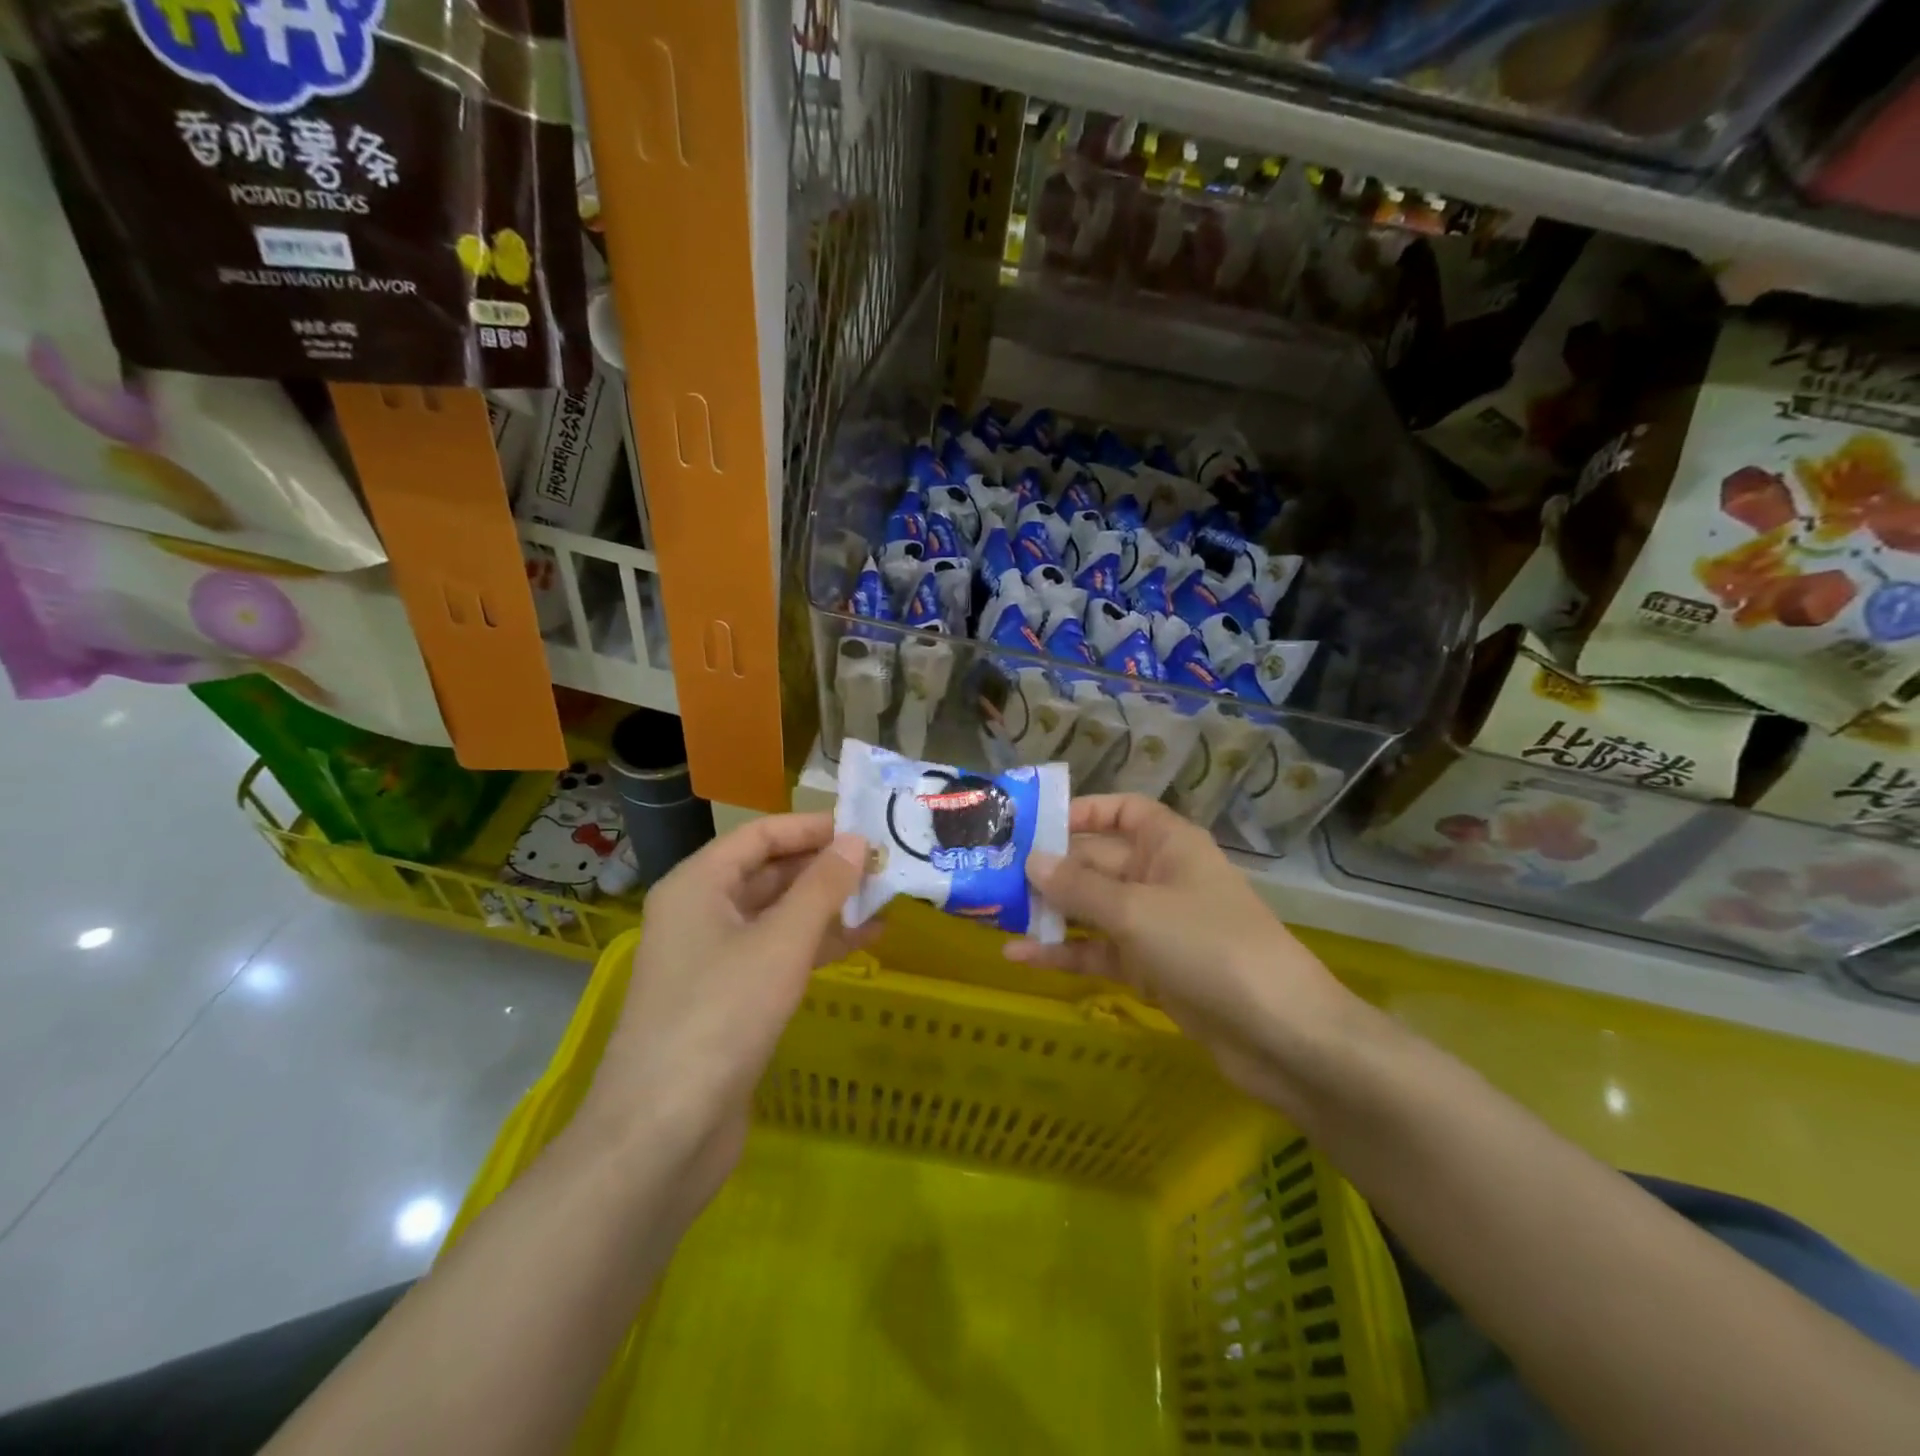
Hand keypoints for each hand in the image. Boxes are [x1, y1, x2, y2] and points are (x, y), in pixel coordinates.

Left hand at [572, 813, 870, 1201]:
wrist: (663, 1133)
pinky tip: (862, 943)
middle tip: (882, 863)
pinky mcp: (727, 999)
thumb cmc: (721, 1016)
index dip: (811, 827)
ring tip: (882, 898)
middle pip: (767, 872)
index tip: (863, 826)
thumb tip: (857, 841)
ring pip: (776, 915)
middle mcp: (700, 913)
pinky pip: (776, 954)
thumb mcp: (781, 943)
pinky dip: (816, 945)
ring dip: (826, 906)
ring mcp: (711, 959)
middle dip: (823, 866)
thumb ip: (822, 887)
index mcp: (698, 885)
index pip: (759, 835)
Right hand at [1006, 795, 1359, 1115]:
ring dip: (1050, 911)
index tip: (1031, 823)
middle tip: (992, 872)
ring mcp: (1155, 925)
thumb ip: (1079, 887)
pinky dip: (1065, 952)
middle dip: (1049, 868)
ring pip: (1093, 909)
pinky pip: (1099, 950)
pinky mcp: (1151, 969)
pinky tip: (1019, 955)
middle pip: (1096, 861)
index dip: (1079, 812)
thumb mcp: (1136, 911)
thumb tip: (1031, 860)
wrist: (1280, 1035)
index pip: (1120, 812)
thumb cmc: (1209, 948)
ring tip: (993, 911)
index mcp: (1169, 844)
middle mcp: (1160, 877)